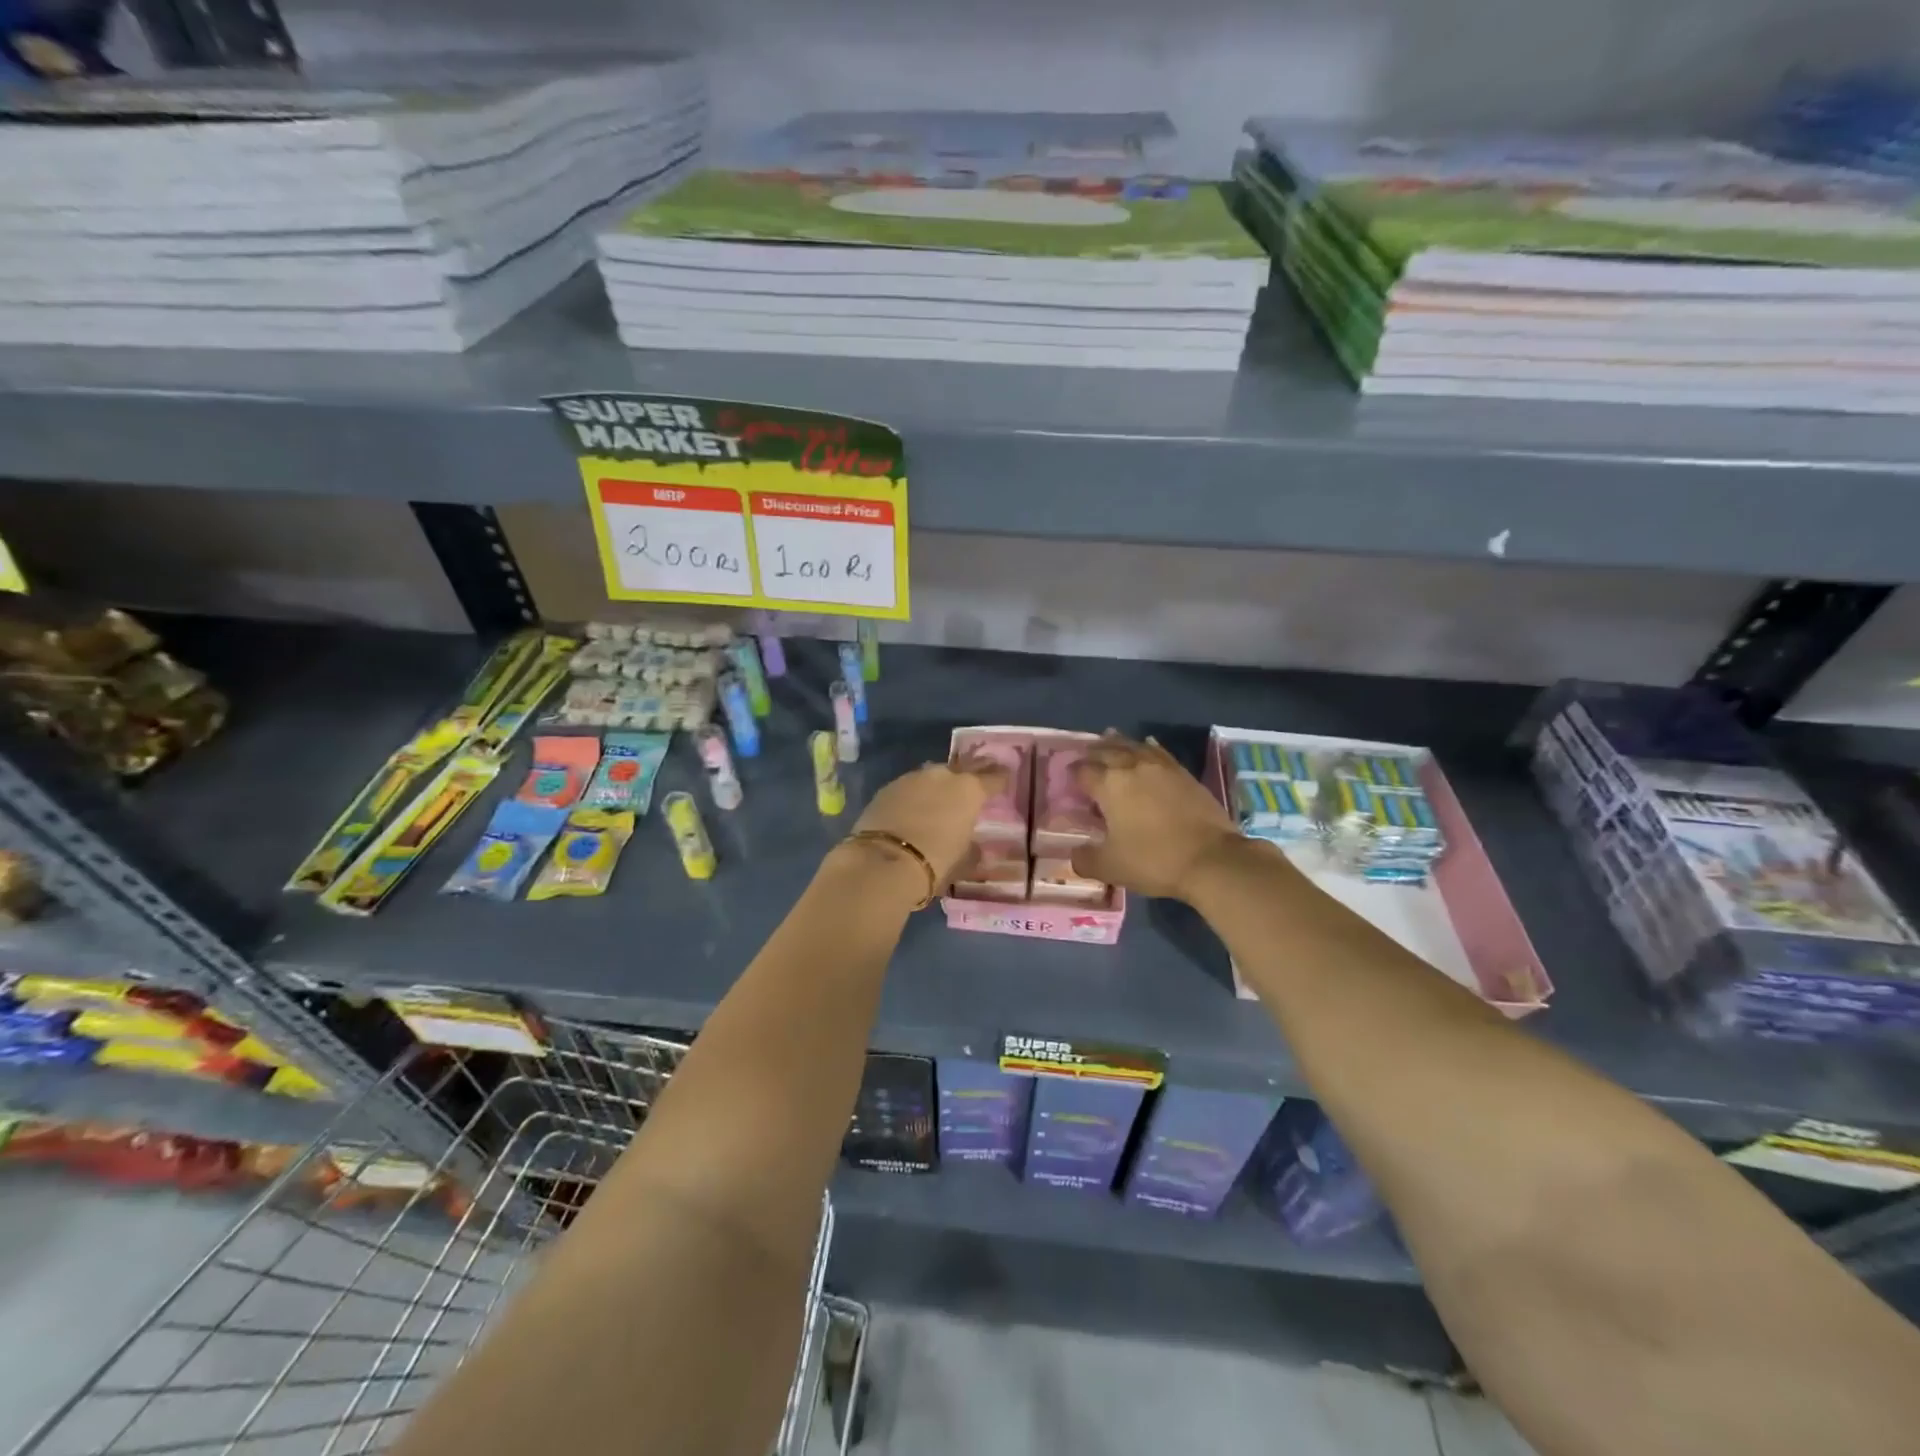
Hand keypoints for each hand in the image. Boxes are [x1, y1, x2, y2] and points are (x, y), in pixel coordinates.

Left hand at [847, 754, 1009, 884]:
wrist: (882, 863)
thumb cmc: (935, 863)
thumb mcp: (963, 861)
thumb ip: (972, 849)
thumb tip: (974, 847)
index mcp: (969, 790)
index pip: (993, 778)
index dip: (1000, 779)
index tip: (1004, 779)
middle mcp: (942, 776)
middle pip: (962, 769)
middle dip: (968, 776)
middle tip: (972, 786)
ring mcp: (912, 778)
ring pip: (931, 777)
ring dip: (937, 786)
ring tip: (938, 801)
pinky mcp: (886, 788)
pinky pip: (908, 788)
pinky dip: (913, 796)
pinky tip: (911, 810)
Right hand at [1070, 733, 1244, 900]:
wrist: (1211, 860)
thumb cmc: (1153, 860)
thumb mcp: (1110, 867)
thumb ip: (1085, 859)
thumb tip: (1076, 854)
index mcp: (1109, 785)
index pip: (1083, 771)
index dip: (1073, 775)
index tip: (1069, 782)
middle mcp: (1132, 767)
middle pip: (1106, 751)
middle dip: (1092, 753)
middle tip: (1085, 758)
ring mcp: (1161, 767)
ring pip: (1133, 746)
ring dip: (1118, 743)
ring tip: (1109, 740)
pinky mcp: (1184, 774)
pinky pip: (1159, 752)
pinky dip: (1147, 747)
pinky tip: (1146, 746)